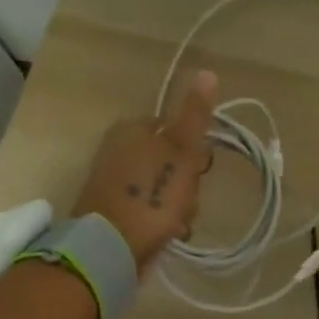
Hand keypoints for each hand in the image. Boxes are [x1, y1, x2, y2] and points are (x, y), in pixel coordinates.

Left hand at [72, 70, 217, 271]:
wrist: (111, 247)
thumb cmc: (151, 195)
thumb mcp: (181, 151)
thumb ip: (194, 115)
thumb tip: (207, 71)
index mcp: (132, 128)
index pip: (176, 130)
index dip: (193, 152)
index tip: (198, 171)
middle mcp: (118, 149)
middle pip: (170, 161)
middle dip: (185, 184)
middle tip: (185, 200)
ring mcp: (114, 182)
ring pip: (162, 188)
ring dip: (177, 207)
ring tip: (176, 222)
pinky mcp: (113, 211)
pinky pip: (148, 209)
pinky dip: (160, 221)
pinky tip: (165, 234)